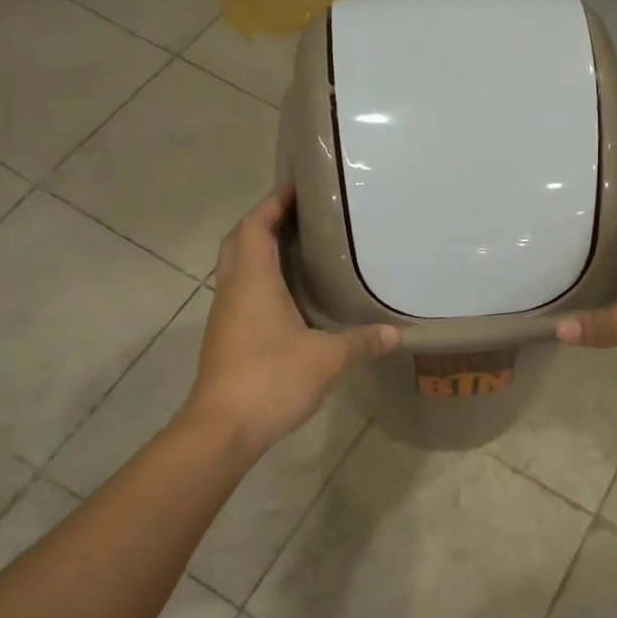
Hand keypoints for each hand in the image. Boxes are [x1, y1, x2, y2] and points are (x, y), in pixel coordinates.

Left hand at [185, 187, 398, 455]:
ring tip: (300, 248)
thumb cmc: (271, 379)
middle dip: (265, 221)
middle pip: (240, 241)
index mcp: (252, 280)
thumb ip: (361, 342)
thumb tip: (394, 334)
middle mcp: (233, 290)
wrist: (222, 429)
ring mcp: (225, 315)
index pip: (255, 226)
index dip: (273, 203)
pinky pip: (242, 292)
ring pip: (237, 267)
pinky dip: (261, 279)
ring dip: (260, 250)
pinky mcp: (226, 337)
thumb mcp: (326, 359)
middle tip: (301, 215)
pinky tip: (290, 295)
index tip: (298, 188)